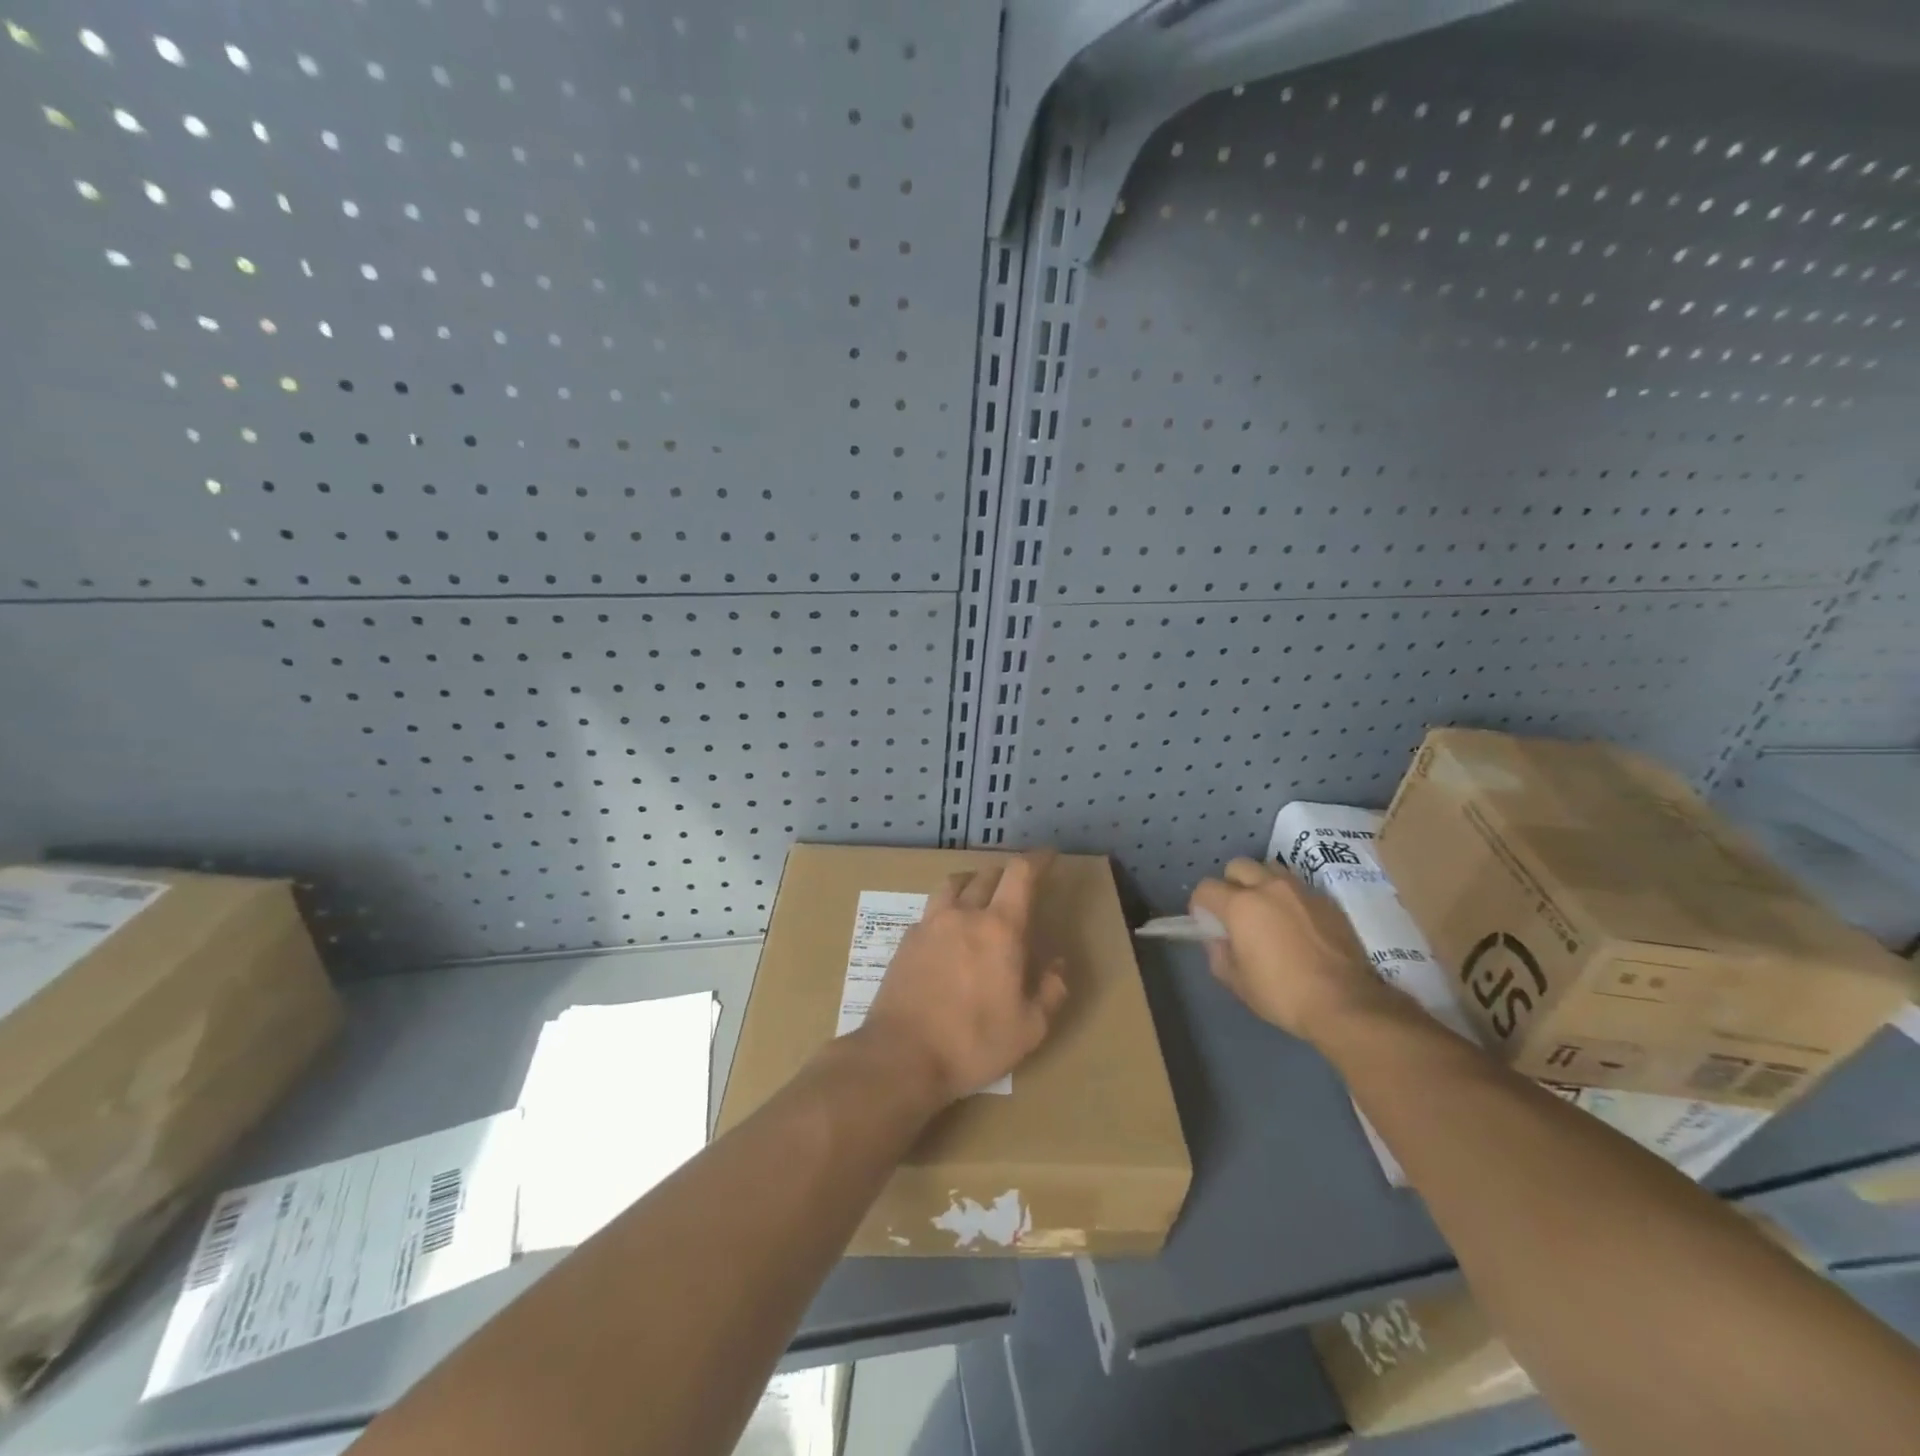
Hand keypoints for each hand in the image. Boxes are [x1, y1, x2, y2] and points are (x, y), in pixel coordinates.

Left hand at [860, 851, 1069, 1105]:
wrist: (901, 1056)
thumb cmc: (973, 1043)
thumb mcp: (1029, 1028)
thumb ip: (1051, 990)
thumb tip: (1058, 964)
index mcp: (1000, 929)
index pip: (1021, 874)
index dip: (1037, 859)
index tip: (1048, 857)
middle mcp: (964, 914)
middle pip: (987, 875)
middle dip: (1007, 874)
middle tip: (1018, 887)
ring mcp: (930, 924)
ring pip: (953, 884)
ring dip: (973, 882)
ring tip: (980, 897)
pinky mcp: (906, 940)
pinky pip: (931, 909)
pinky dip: (947, 908)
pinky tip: (949, 930)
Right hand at [1190, 858, 1383, 1040]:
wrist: (1346, 1003)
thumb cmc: (1282, 994)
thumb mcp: (1237, 982)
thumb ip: (1218, 953)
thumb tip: (1218, 939)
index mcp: (1241, 905)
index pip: (1206, 888)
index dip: (1200, 904)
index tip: (1206, 922)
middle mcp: (1269, 888)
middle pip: (1237, 867)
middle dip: (1229, 884)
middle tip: (1235, 911)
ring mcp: (1301, 891)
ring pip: (1270, 869)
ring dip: (1261, 884)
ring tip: (1266, 911)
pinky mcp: (1327, 900)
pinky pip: (1298, 887)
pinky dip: (1289, 898)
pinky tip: (1296, 924)